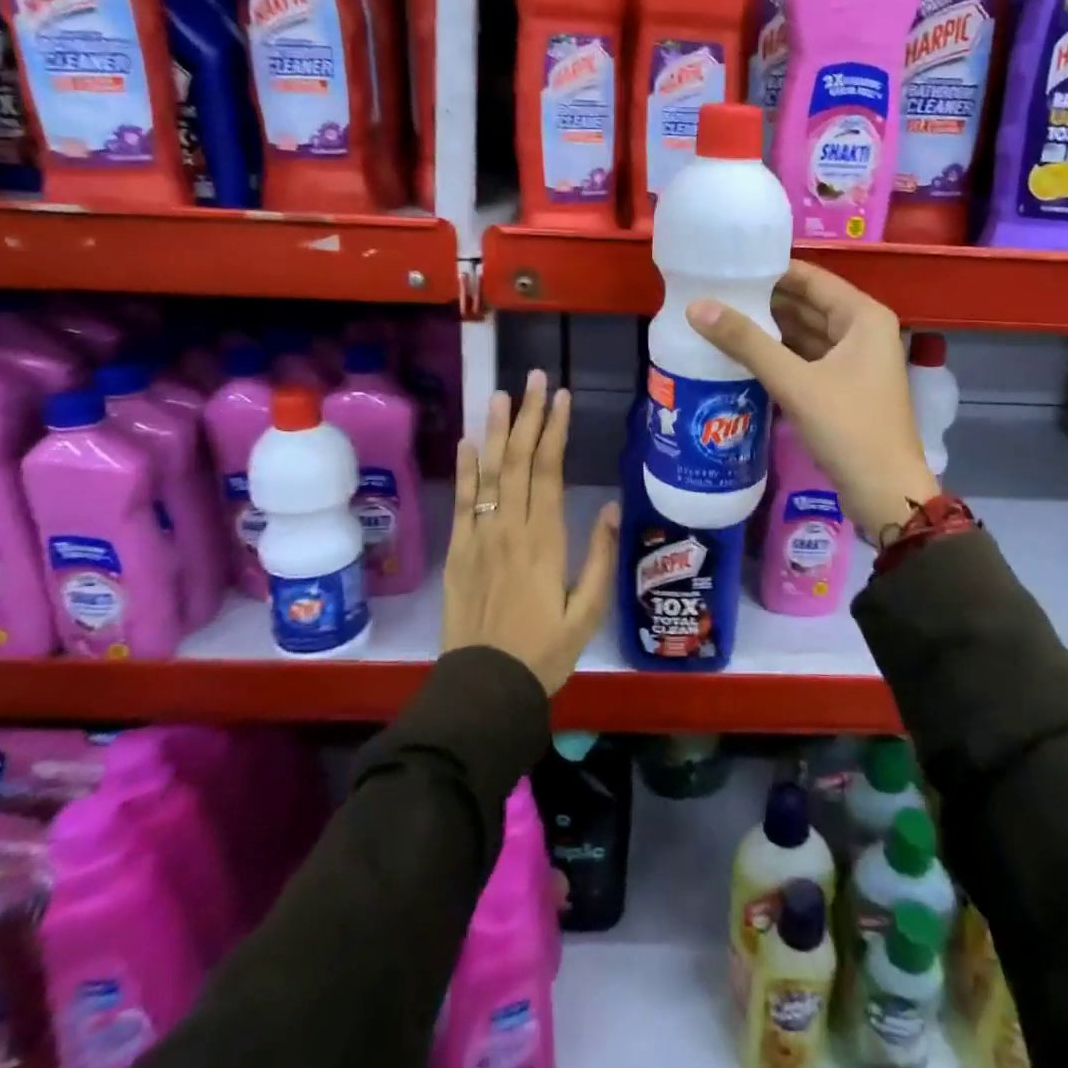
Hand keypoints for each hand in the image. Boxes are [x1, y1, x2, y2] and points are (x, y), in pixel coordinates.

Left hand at [441, 370, 620, 695]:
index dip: (554, 429)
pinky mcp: (458, 552)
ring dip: (494, 431)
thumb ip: (600, 557)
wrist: (484, 688)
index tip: (561, 397)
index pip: (548, 470)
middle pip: (517, 461)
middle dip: (526, 416)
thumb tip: (610, 506)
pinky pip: (461, 502)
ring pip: (486, 473)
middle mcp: (508, 528)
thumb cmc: (544, 652)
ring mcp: (478, 538)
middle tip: (534, 379)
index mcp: (544, 539)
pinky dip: (464, 469)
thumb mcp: (587, 612)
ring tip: (500, 395)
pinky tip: (467, 443)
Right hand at [686, 260, 938, 537]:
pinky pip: (806, 359)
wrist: (884, 493)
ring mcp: (855, 361)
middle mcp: (863, 331)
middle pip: (807, 305)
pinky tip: (744, 355)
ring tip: (721, 320)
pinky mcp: (843, 388)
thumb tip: (696, 307)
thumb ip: (746, 342)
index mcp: (863, 316)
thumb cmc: (848, 427)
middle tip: (715, 294)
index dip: (770, 271)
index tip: (727, 267)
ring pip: (805, 334)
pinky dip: (780, 356)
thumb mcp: (795, 382)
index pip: (811, 279)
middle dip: (764, 302)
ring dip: (770, 330)